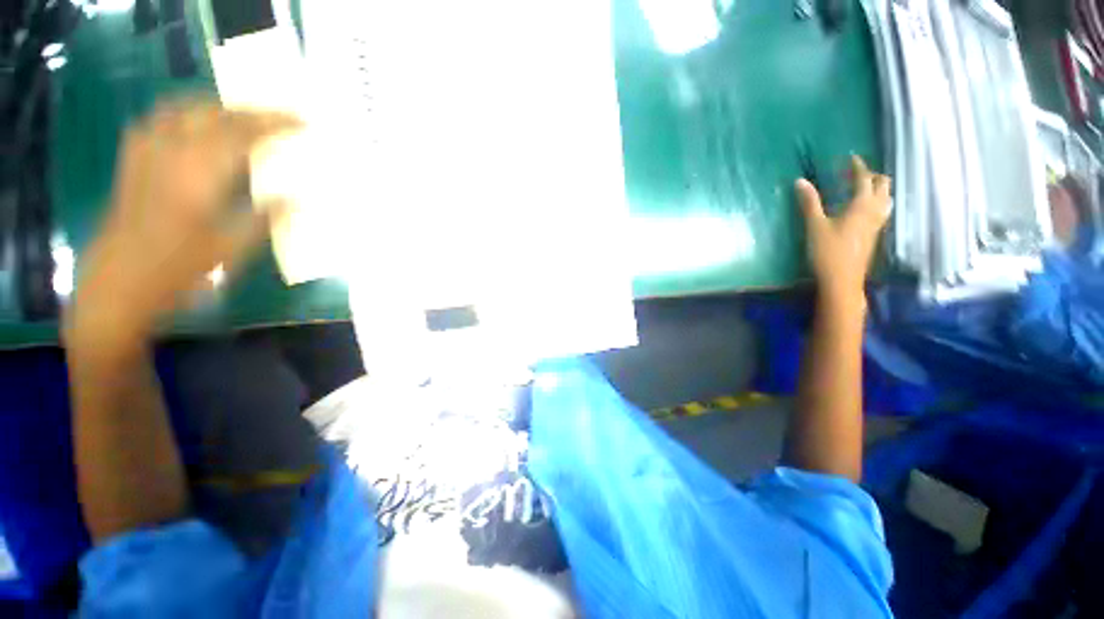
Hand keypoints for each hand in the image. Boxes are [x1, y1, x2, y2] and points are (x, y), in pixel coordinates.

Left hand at [64, 100, 302, 350]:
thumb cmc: (177, 272)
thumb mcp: (230, 252)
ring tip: (238, 114)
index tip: (302, 122)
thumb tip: (298, 199)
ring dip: (214, 106)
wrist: (117, 286)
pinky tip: (190, 125)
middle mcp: (171, 155)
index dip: (274, 124)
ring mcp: (146, 155)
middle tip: (277, 118)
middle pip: (212, 114)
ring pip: (180, 109)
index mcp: (199, 176)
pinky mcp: (131, 164)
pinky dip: (178, 115)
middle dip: (249, 111)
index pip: (242, 134)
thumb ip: (263, 219)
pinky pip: (155, 122)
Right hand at [796, 155, 890, 309]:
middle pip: (883, 186)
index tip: (850, 158)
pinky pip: (882, 211)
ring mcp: (877, 224)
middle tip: (855, 174)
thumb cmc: (827, 252)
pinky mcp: (874, 235)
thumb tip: (800, 181)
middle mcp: (875, 211)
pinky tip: (864, 209)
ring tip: (863, 188)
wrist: (842, 280)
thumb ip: (809, 202)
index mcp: (861, 205)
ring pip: (886, 199)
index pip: (864, 179)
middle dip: (872, 176)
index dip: (858, 166)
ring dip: (878, 189)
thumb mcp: (815, 226)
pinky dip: (876, 202)